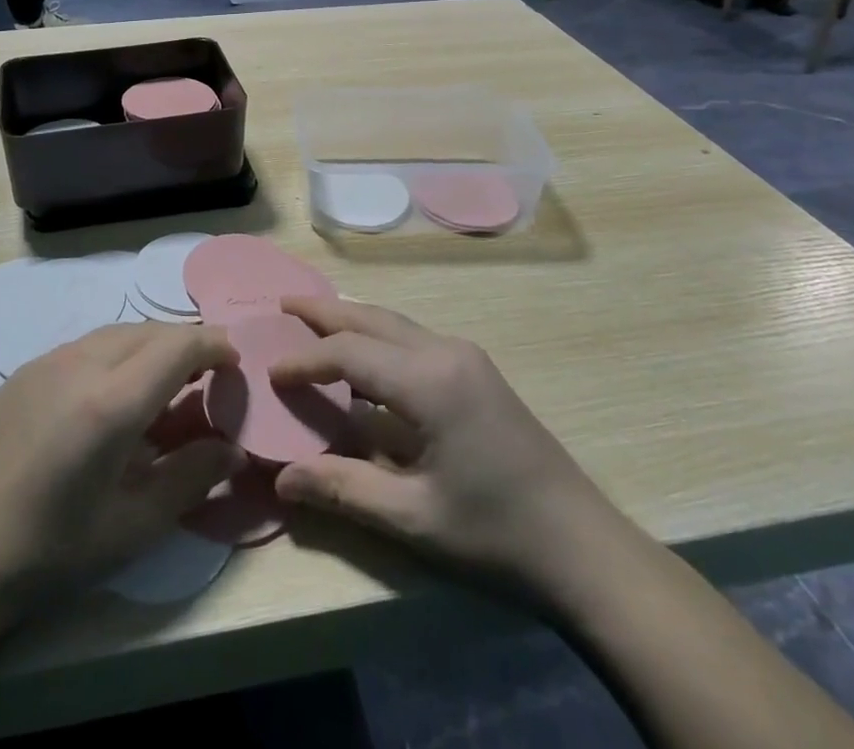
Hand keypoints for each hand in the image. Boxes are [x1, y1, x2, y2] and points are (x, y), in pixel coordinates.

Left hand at [0, 323, 243, 620]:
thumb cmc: (48, 552)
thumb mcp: (131, 527)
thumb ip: (191, 479)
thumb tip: (233, 449)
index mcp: (111, 401)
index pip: (179, 346)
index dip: (214, 345)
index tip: (235, 362)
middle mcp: (80, 364)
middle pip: (150, 330)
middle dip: (186, 344)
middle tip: (206, 378)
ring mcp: (45, 362)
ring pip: (116, 332)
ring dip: (150, 346)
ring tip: (161, 386)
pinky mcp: (22, 372)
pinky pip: (85, 345)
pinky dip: (116, 354)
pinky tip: (109, 397)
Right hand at [270, 297, 625, 601]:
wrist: (584, 548)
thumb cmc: (496, 534)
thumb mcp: (413, 518)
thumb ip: (343, 489)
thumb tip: (281, 478)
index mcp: (429, 380)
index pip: (350, 353)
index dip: (305, 360)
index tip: (269, 371)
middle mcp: (446, 351)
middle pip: (372, 319)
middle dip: (325, 312)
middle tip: (282, 305)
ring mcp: (466, 357)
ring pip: (394, 323)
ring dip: (352, 321)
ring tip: (313, 321)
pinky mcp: (476, 371)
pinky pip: (413, 338)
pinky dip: (377, 337)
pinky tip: (364, 358)